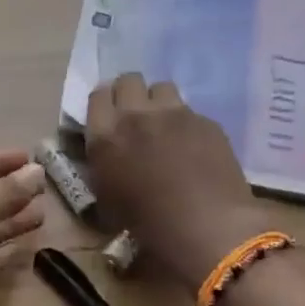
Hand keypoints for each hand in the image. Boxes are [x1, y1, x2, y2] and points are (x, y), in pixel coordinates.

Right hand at [86, 73, 271, 287]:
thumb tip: (108, 153)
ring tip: (165, 125)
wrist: (206, 225)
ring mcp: (174, 114)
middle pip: (129, 80)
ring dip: (159, 102)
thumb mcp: (107, 197)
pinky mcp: (205, 121)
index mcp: (106, 136)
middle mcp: (137, 116)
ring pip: (162, 87)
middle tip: (136, 115)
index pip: (98, 95)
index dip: (105, 103)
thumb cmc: (148, 223)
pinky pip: (190, 111)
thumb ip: (103, 164)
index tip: (110, 116)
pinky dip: (187, 124)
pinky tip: (194, 146)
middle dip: (131, 93)